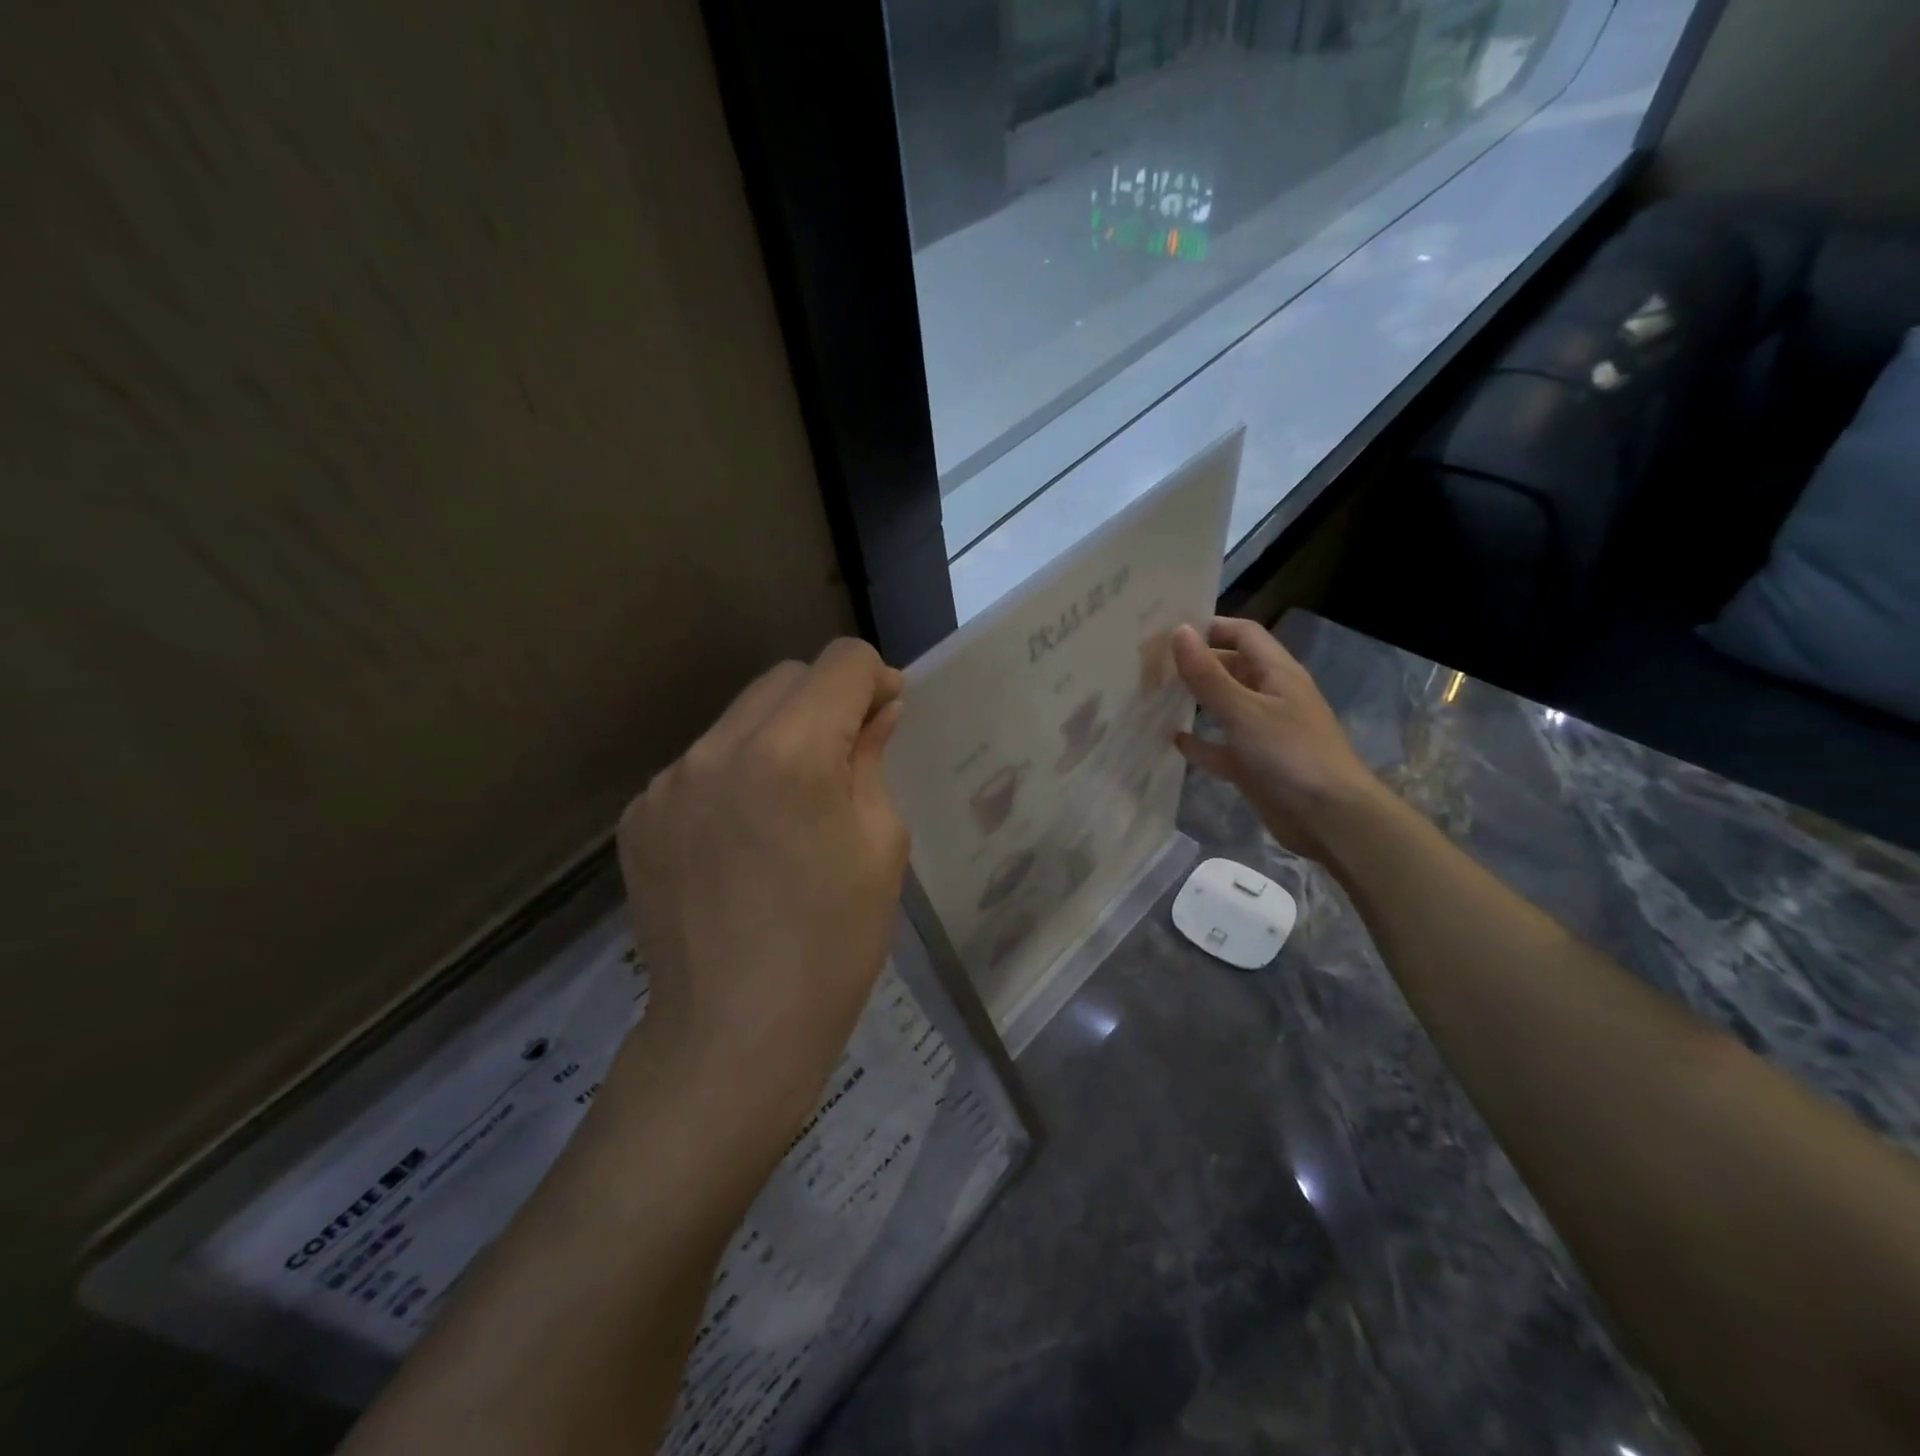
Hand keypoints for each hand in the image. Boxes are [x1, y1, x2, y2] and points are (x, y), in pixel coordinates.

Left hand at [612, 638, 909, 1135]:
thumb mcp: (880, 844)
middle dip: (827, 701)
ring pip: (739, 719)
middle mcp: (717, 749)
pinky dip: (733, 776)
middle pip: (785, 678)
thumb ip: (873, 758)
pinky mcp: (639, 816)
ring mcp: (668, 782)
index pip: (841, 662)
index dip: (876, 680)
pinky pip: (701, 765)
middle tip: (846, 761)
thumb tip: (876, 709)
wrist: (733, 1034)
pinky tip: (743, 838)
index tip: (886, 719)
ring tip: (790, 806)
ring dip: (777, 737)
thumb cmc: (833, 944)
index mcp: (791, 753)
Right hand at [1172, 618, 1381, 861]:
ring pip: (1224, 707)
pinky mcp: (1254, 765)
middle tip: (1151, 664)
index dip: (1210, 627)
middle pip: (1231, 668)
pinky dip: (1200, 742)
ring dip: (1195, 700)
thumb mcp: (1244, 710)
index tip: (1168, 631)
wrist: (1330, 818)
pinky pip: (1221, 747)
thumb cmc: (1289, 754)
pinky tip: (1173, 739)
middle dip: (1197, 663)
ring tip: (1153, 696)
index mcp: (1277, 673)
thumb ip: (1208, 674)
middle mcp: (1271, 697)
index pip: (1243, 634)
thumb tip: (1179, 632)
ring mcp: (1263, 732)